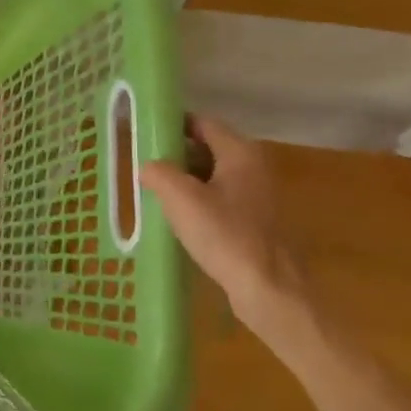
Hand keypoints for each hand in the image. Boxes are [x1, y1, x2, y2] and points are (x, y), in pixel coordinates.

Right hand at [140, 115, 310, 344]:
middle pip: (207, 148)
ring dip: (184, 180)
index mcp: (240, 153)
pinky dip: (197, 201)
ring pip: (212, 175)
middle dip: (175, 154)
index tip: (144, 132)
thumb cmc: (225, 235)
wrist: (268, 288)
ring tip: (153, 190)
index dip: (172, 123)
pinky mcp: (254, 221)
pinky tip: (177, 218)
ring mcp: (257, 195)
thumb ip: (159, 172)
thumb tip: (148, 167)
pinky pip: (219, 199)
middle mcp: (254, 167)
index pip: (202, 123)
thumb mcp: (181, 198)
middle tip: (143, 163)